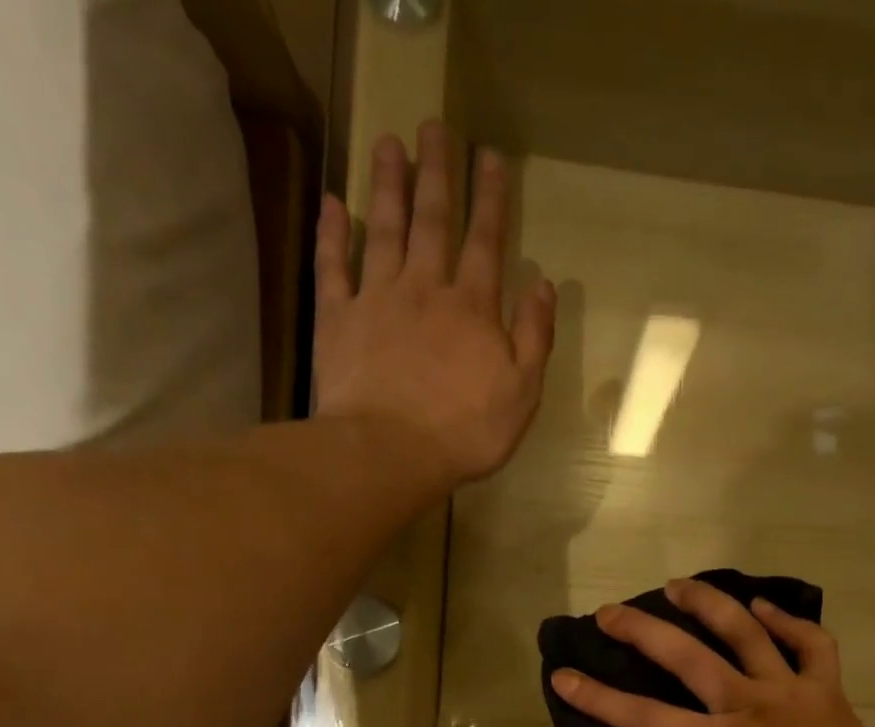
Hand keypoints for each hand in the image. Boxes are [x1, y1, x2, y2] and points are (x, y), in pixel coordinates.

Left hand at [314, 121, 555, 491]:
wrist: (390, 451)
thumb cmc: (466, 432)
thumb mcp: (521, 394)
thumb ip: (534, 338)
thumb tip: (543, 285)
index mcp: (473, 309)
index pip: (486, 242)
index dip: (490, 199)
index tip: (489, 157)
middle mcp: (425, 289)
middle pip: (432, 221)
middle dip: (436, 173)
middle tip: (433, 127)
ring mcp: (377, 300)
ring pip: (383, 230)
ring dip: (387, 185)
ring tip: (388, 144)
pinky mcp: (338, 319)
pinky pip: (333, 267)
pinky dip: (332, 234)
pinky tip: (333, 204)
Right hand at [550, 578, 874, 726]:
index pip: (644, 717)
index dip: (598, 697)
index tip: (563, 676)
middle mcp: (746, 704)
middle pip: (686, 656)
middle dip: (641, 631)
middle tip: (610, 612)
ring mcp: (789, 689)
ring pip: (745, 632)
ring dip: (708, 604)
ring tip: (678, 586)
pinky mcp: (826, 686)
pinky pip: (810, 643)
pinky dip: (788, 621)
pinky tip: (765, 608)